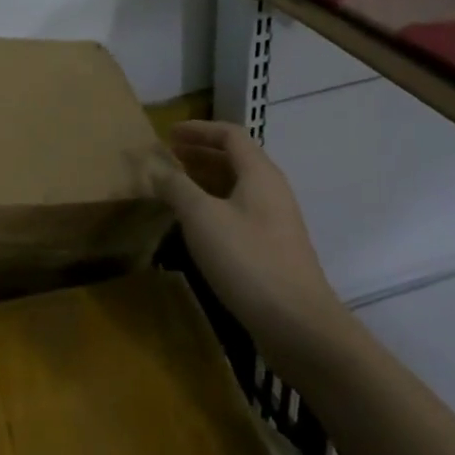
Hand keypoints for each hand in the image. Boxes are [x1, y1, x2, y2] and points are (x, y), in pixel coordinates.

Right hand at [146, 121, 339, 342]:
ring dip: (205, 181)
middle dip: (200, 154)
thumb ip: (176, 187)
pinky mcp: (272, 249)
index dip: (198, 129)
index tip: (168, 134)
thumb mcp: (201, 217)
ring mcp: (275, 222)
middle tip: (167, 158)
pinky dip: (214, 206)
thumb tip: (157, 168)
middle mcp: (271, 191)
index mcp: (259, 174)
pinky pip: (239, 212)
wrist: (297, 324)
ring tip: (174, 188)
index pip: (230, 134)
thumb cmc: (247, 259)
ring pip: (236, 188)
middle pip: (235, 159)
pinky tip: (195, 225)